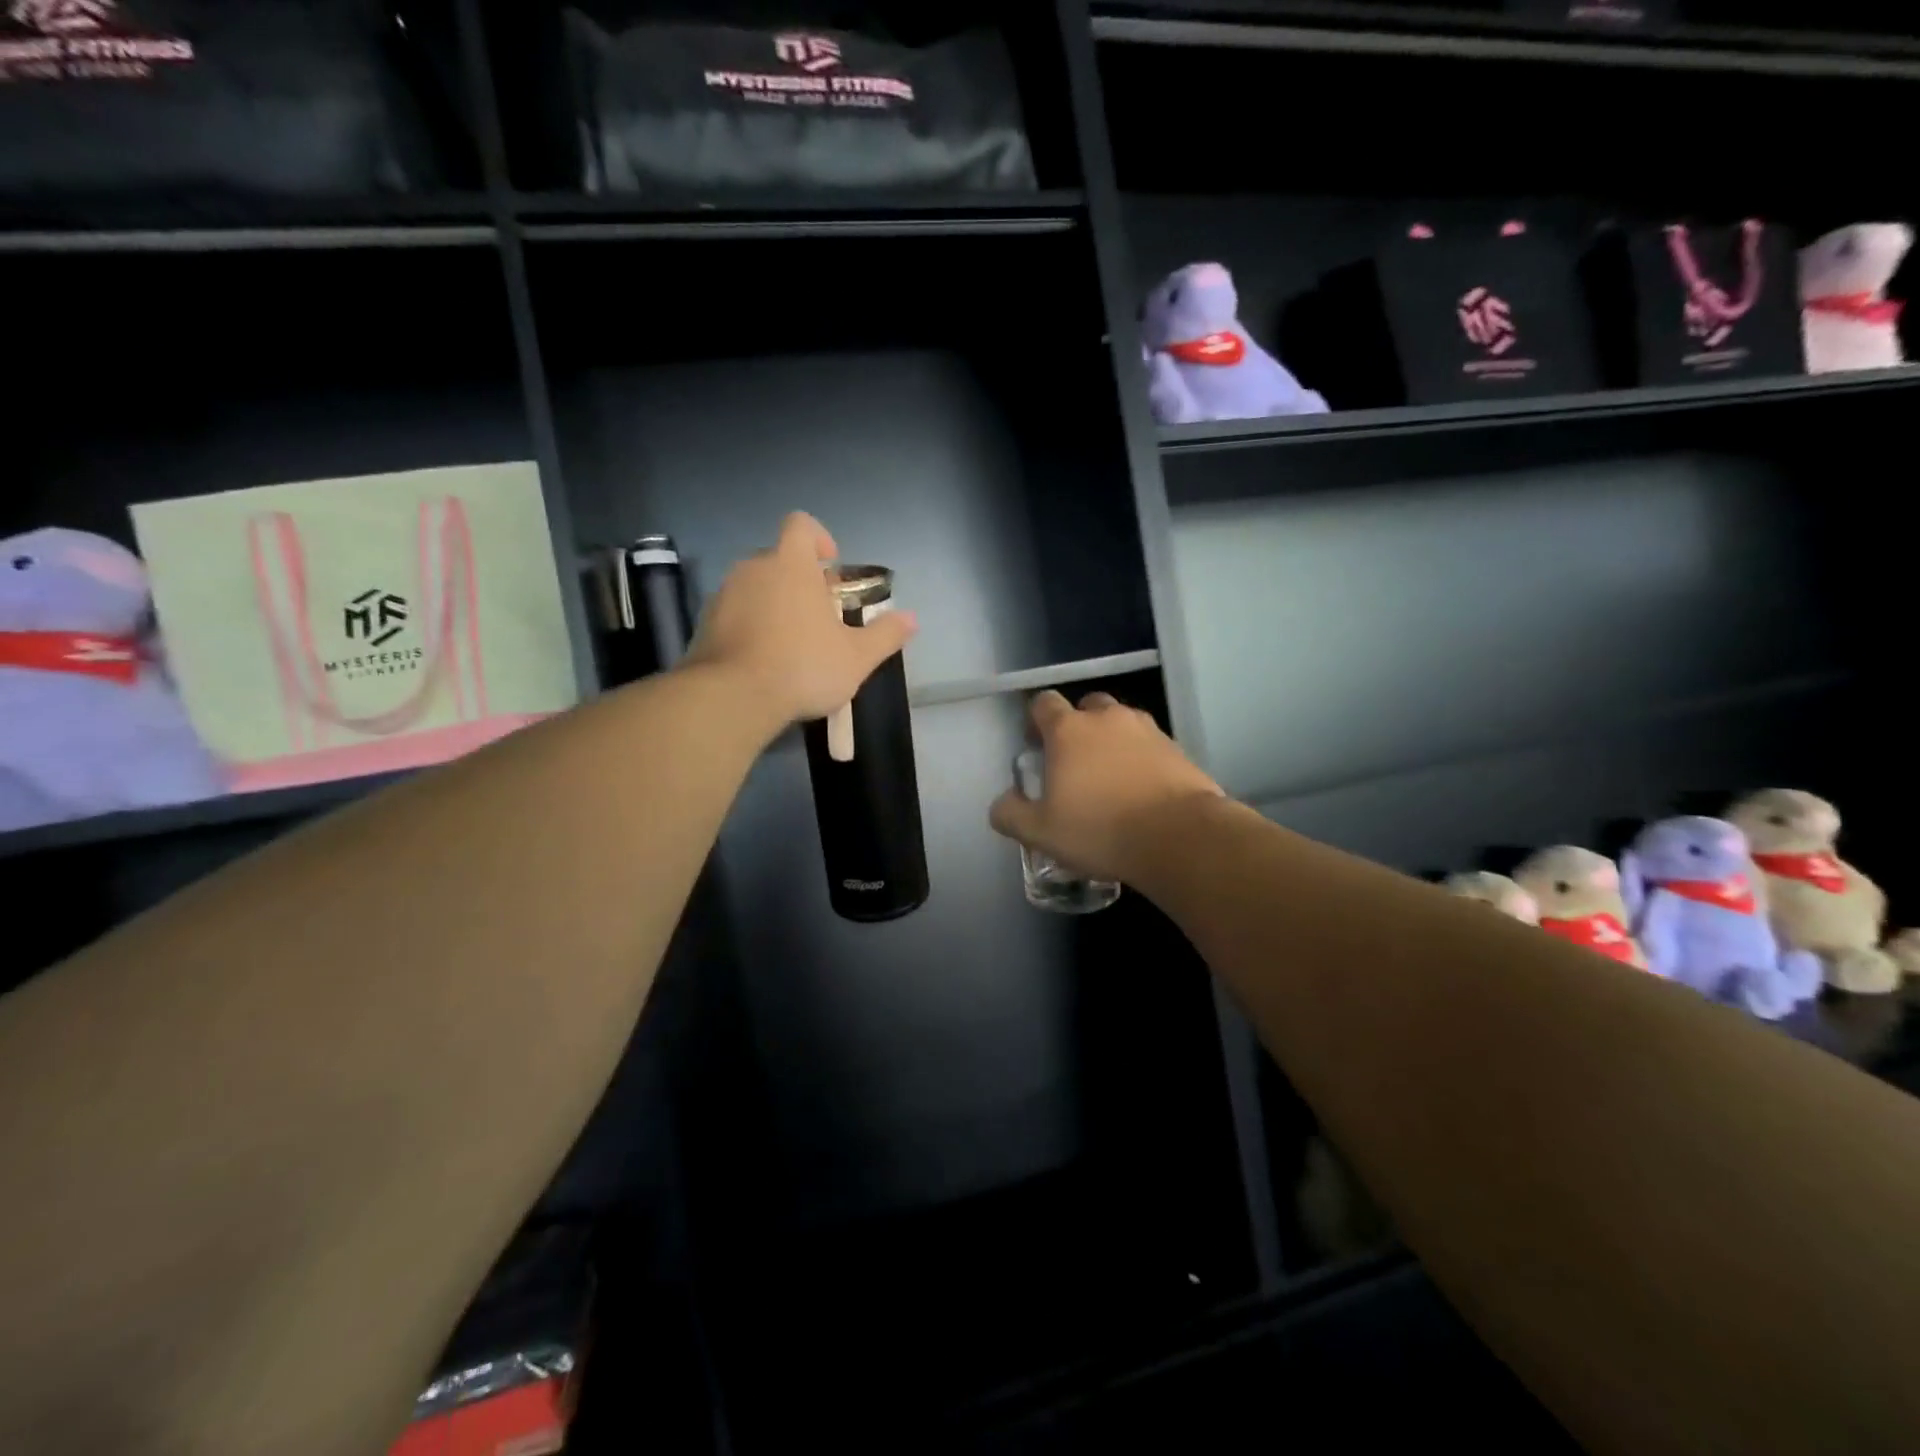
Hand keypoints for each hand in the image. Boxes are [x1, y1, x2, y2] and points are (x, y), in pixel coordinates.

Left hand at [685, 512, 916, 730]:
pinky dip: (751, 626)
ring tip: (793, 642)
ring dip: (775, 604)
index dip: (819, 539)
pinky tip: (764, 660)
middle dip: (801, 580)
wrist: (732, 698)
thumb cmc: (803, 666)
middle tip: (821, 616)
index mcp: (791, 564)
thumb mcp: (857, 657)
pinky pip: (735, 613)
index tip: (831, 568)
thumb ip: (885, 635)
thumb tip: (911, 619)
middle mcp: (753, 569)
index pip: (801, 525)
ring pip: (756, 587)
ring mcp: (724, 595)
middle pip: (780, 559)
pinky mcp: (705, 624)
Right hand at [989, 690, 1222, 882]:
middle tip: (1074, 761)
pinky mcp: (1177, 749)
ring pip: (1121, 724)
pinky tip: (1141, 791)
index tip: (1035, 745)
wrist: (1180, 837)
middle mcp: (1108, 718)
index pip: (1043, 703)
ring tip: (1110, 778)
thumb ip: (1011, 814)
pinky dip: (1141, 759)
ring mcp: (1147, 730)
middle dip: (1077, 727)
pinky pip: (1150, 745)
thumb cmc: (1100, 830)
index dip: (1035, 720)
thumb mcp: (1040, 832)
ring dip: (1112, 741)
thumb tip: (1003, 802)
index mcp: (1069, 730)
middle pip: (1087, 706)